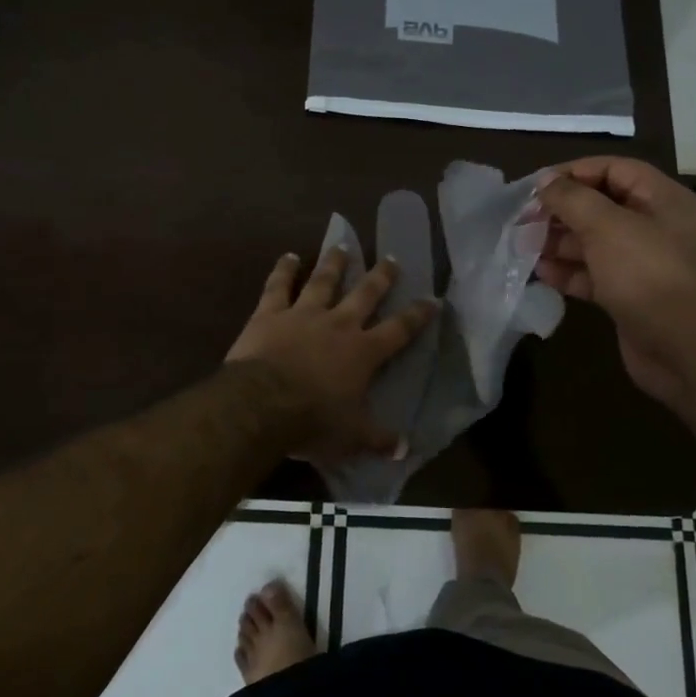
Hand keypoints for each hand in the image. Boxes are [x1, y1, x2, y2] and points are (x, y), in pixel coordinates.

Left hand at [225, 247, 436, 468]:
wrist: (262, 405)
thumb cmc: (313, 422)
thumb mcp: (352, 438)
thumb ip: (379, 439)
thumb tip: (405, 449)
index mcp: (363, 352)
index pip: (399, 329)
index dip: (418, 314)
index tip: (433, 299)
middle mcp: (338, 324)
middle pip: (365, 294)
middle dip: (381, 276)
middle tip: (391, 258)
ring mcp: (303, 314)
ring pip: (323, 281)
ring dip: (334, 264)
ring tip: (342, 246)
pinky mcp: (270, 313)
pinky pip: (278, 286)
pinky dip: (284, 270)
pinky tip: (288, 256)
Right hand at [534, 158, 695, 411]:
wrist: (687, 349)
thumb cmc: (649, 275)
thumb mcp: (607, 227)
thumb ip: (573, 199)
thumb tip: (546, 182)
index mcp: (660, 199)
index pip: (613, 170)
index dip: (574, 173)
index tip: (536, 186)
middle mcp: (654, 226)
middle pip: (600, 207)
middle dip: (561, 212)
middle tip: (523, 220)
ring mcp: (642, 264)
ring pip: (593, 243)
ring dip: (559, 243)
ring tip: (523, 246)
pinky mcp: (629, 296)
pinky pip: (594, 275)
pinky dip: (568, 272)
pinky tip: (541, 274)